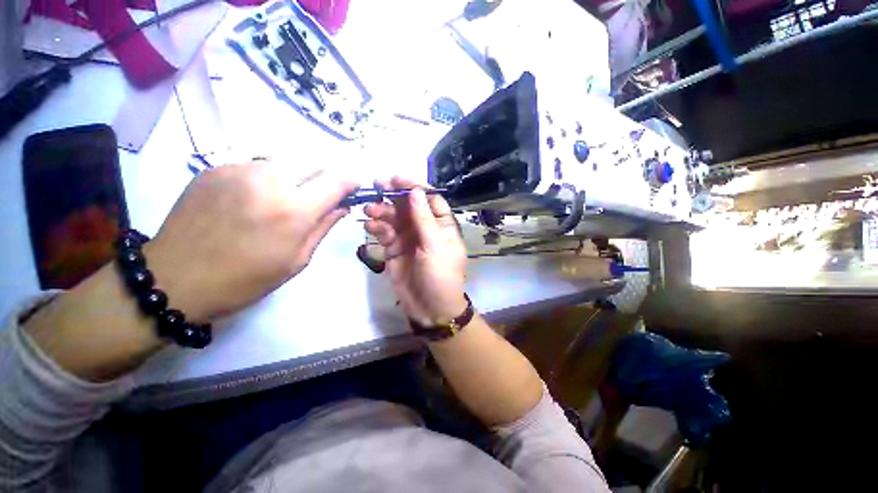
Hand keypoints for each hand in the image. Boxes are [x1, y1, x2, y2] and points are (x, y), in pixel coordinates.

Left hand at [145, 161, 357, 322]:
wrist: (174, 279)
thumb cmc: (244, 279)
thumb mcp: (297, 260)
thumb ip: (323, 227)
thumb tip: (342, 207)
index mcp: (293, 210)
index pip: (336, 182)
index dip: (350, 182)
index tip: (355, 188)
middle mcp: (269, 181)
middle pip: (313, 164)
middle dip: (323, 179)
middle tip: (318, 199)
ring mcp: (239, 170)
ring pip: (285, 162)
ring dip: (295, 178)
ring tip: (283, 201)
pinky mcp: (216, 168)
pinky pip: (256, 165)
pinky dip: (267, 179)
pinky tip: (253, 200)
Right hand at [363, 177, 467, 325]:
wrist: (431, 308)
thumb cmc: (441, 275)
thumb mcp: (437, 245)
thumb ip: (424, 219)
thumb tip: (416, 191)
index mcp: (442, 225)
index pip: (430, 199)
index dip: (415, 187)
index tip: (397, 178)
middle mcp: (425, 228)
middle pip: (409, 205)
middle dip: (394, 194)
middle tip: (376, 185)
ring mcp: (408, 238)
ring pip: (394, 217)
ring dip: (382, 210)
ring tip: (369, 208)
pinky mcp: (394, 250)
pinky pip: (384, 233)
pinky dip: (377, 227)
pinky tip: (370, 224)